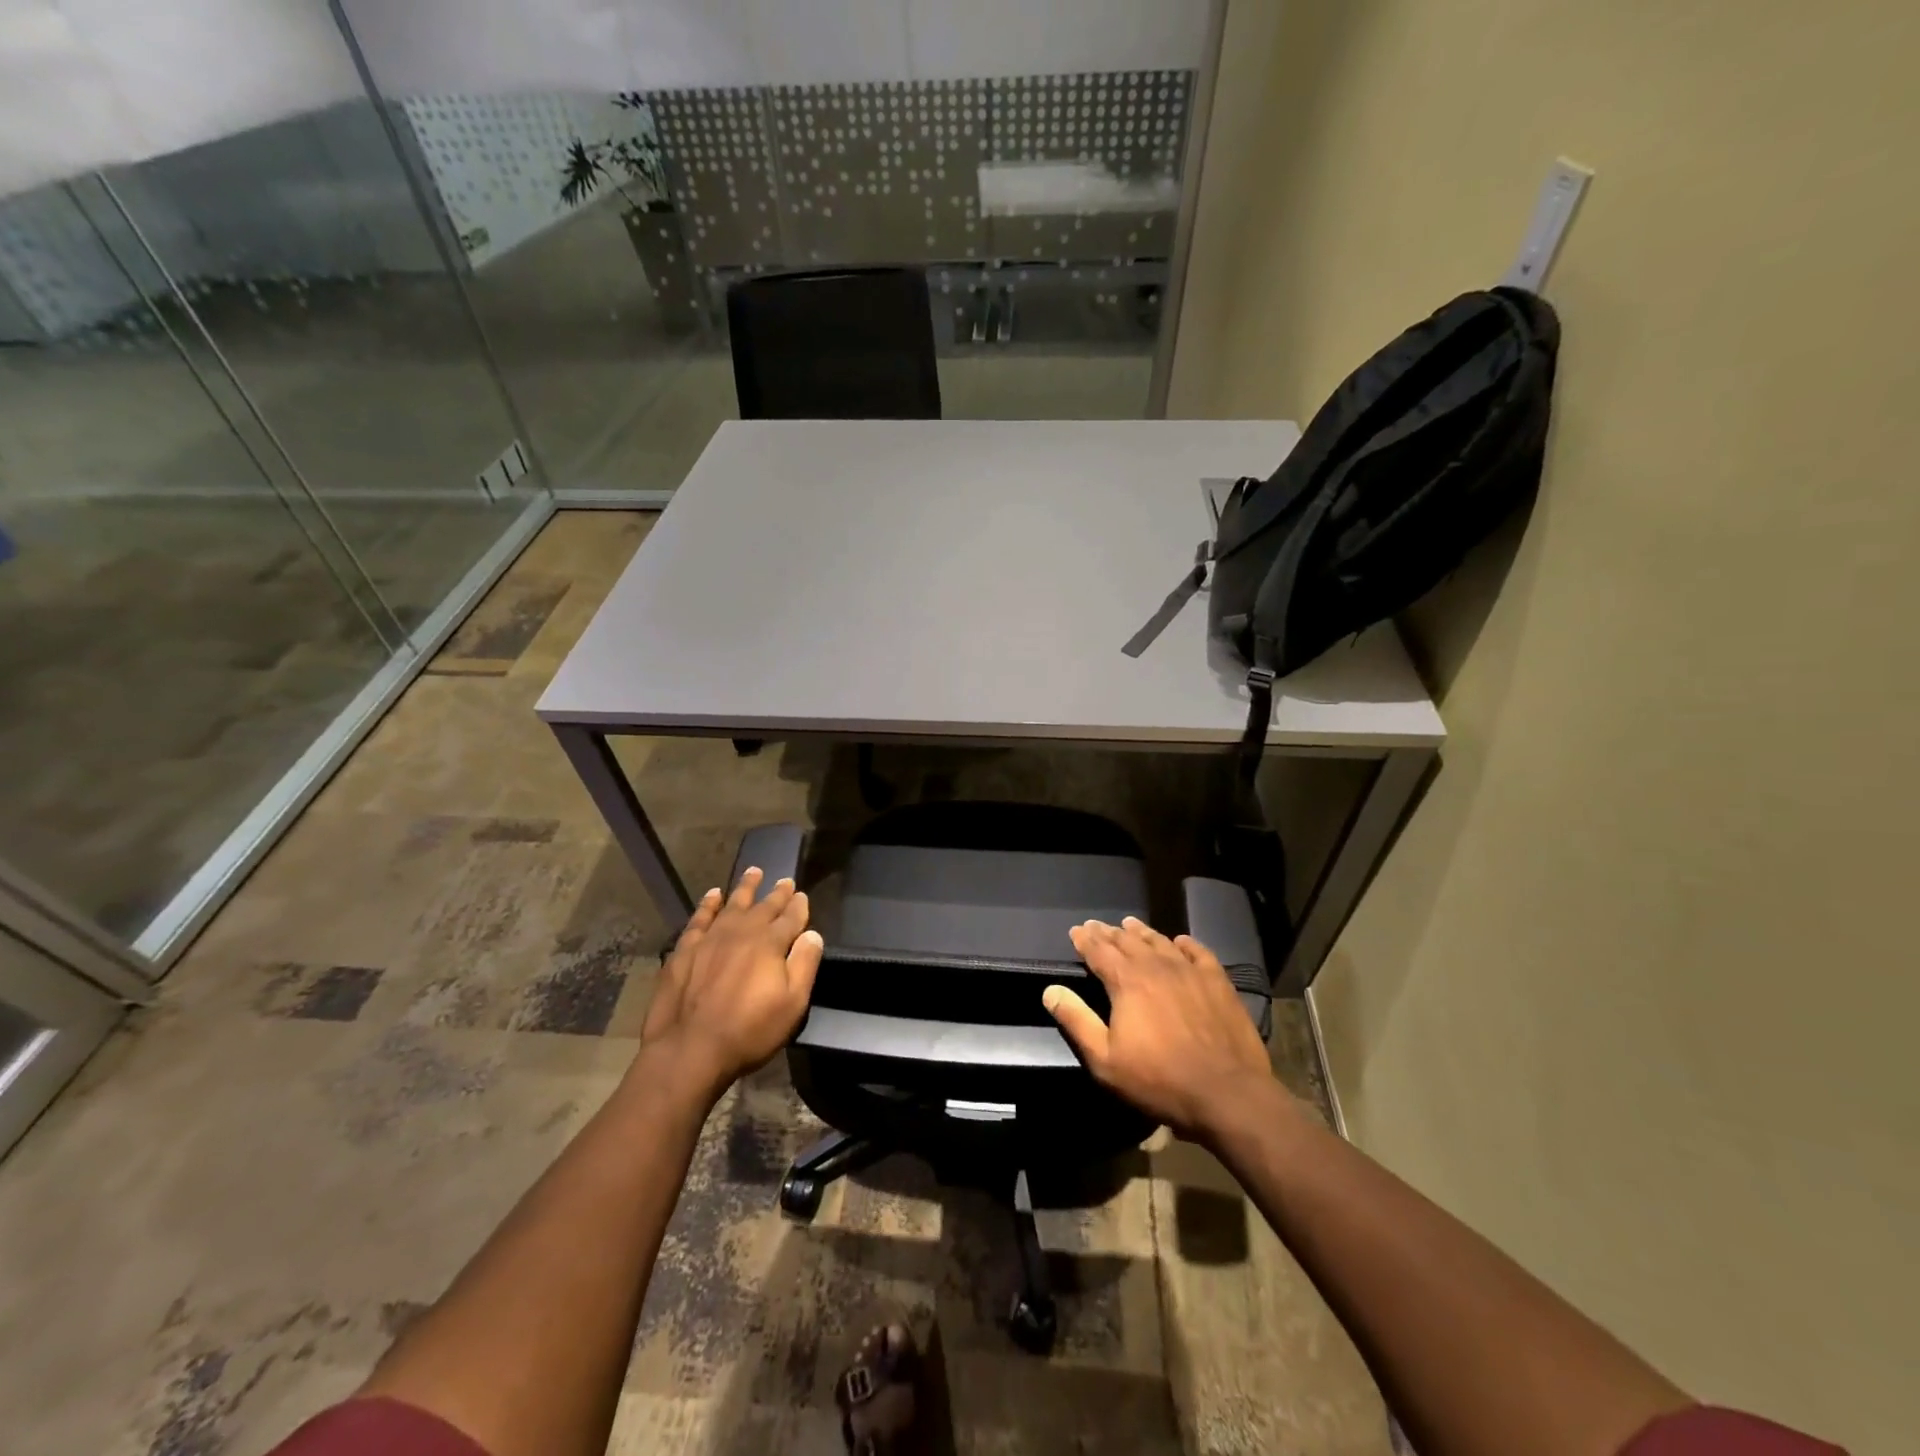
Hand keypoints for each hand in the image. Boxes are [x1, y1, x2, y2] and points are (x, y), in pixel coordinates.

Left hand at [638, 867, 822, 1098]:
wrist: (690, 1049)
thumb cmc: (749, 1030)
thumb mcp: (792, 1004)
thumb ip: (805, 964)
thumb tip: (813, 934)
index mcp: (771, 943)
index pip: (790, 917)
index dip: (798, 906)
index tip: (802, 895)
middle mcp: (742, 932)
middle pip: (763, 906)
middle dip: (777, 893)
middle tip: (784, 880)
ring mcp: (711, 938)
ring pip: (732, 904)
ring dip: (745, 888)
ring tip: (753, 871)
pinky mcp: (685, 949)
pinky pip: (700, 918)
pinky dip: (708, 904)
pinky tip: (713, 895)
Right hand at [1043, 916, 1275, 1141]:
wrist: (1227, 1093)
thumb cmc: (1159, 1079)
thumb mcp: (1105, 1059)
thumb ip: (1076, 1021)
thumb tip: (1051, 990)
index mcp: (1126, 981)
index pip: (1099, 951)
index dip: (1085, 940)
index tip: (1075, 931)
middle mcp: (1156, 966)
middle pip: (1128, 942)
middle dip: (1109, 933)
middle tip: (1098, 925)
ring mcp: (1190, 971)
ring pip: (1160, 942)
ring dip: (1142, 932)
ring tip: (1131, 924)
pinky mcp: (1218, 982)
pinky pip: (1198, 952)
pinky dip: (1185, 943)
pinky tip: (1180, 941)